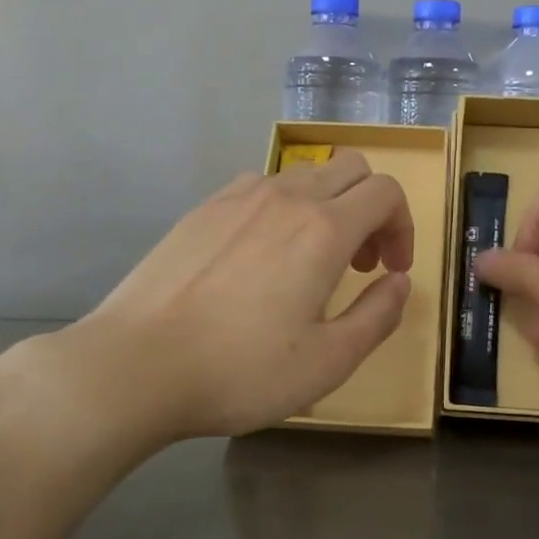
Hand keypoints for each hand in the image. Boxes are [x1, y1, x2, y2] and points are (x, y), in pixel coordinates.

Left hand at [63, 151, 414, 441]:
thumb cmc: (240, 369)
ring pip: (305, 174)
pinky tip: (262, 256)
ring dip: (328, 205)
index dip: (403, 226)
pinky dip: (284, 207)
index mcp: (323, 229)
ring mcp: (238, 197)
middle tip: (359, 262)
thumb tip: (400, 282)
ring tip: (310, 260)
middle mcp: (285, 197)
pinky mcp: (203, 208)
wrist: (135, 365)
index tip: (392, 269)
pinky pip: (262, 186)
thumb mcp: (328, 362)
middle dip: (371, 208)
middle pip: (351, 168)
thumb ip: (378, 316)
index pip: (385, 192)